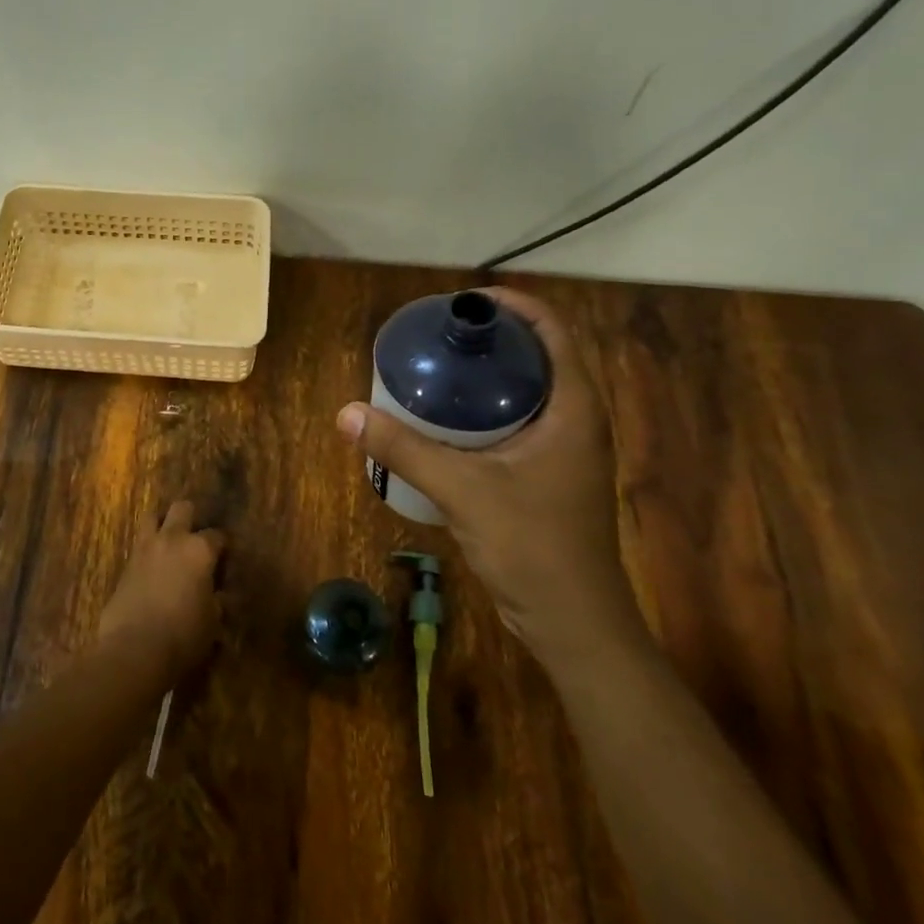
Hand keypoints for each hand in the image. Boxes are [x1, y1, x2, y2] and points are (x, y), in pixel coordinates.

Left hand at [97, 501, 225, 683]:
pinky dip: (147, 549)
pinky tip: (152, 566)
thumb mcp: (212, 622)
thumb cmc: (183, 636)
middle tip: (195, 538)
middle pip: (182, 508)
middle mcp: (172, 539)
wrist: (134, 649)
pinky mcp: (125, 564)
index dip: (223, 546)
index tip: (224, 558)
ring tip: (169, 541)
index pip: (217, 536)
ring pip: (152, 516)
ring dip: (162, 523)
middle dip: (191, 517)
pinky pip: (138, 544)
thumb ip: (216, 601)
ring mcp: (145, 548)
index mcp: (199, 550)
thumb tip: (217, 596)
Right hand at [336, 287, 644, 664]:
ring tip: (438, 369)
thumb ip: (404, 449)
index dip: (515, 306)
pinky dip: (486, 410)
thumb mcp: (462, 490)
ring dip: (489, 375)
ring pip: (529, 392)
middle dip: (493, 339)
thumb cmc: (532, 546)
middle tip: (440, 336)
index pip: (554, 332)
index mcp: (575, 409)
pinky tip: (446, 422)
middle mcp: (577, 421)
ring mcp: (566, 451)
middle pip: (539, 357)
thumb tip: (347, 413)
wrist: (572, 622)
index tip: (465, 301)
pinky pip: (519, 423)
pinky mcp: (549, 476)